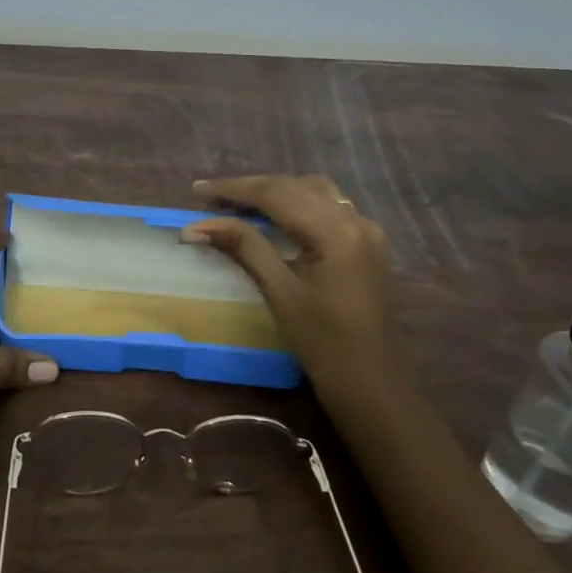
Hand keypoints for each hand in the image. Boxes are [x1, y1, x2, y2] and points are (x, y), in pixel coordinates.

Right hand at [184, 174, 397, 400]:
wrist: (374, 385)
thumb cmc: (323, 344)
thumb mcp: (279, 292)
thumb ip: (243, 248)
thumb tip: (197, 226)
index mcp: (335, 232)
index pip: (276, 194)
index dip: (234, 188)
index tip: (198, 189)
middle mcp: (356, 219)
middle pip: (295, 187)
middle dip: (251, 188)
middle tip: (212, 198)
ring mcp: (368, 229)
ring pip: (314, 191)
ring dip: (276, 191)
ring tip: (239, 204)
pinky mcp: (370, 242)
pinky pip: (330, 206)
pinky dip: (298, 202)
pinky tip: (276, 215)